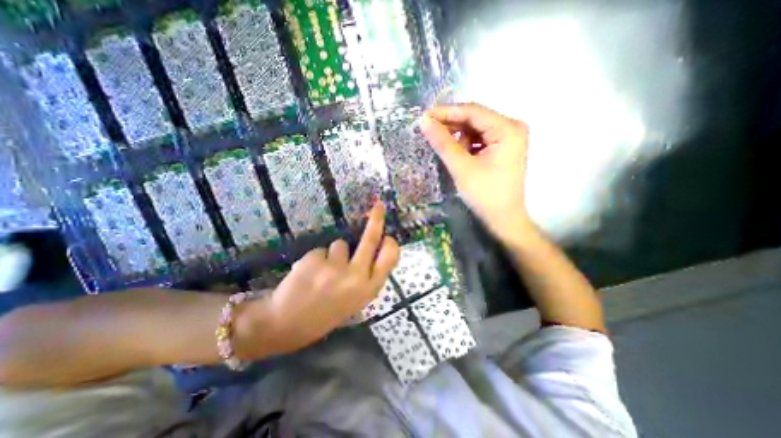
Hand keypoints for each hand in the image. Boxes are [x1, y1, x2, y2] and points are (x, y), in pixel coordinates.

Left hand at [240, 203, 399, 355]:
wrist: (285, 325)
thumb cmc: (325, 313)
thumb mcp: (355, 301)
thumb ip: (366, 278)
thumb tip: (374, 253)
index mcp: (368, 290)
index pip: (388, 259)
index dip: (390, 245)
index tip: (388, 237)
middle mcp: (355, 277)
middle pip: (370, 240)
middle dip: (376, 220)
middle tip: (378, 205)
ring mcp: (334, 268)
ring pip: (340, 245)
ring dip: (333, 254)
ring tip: (322, 273)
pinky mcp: (314, 260)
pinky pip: (321, 250)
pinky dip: (316, 259)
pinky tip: (307, 274)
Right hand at [421, 104, 538, 243]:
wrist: (503, 219)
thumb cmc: (485, 194)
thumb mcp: (461, 167)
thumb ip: (443, 142)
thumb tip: (424, 121)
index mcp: (507, 129)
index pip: (472, 111)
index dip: (446, 112)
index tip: (423, 116)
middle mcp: (511, 127)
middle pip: (475, 118)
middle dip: (450, 124)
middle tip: (427, 129)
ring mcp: (508, 138)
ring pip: (475, 129)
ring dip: (456, 135)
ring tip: (439, 144)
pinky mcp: (502, 148)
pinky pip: (479, 139)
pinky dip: (464, 144)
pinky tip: (454, 152)